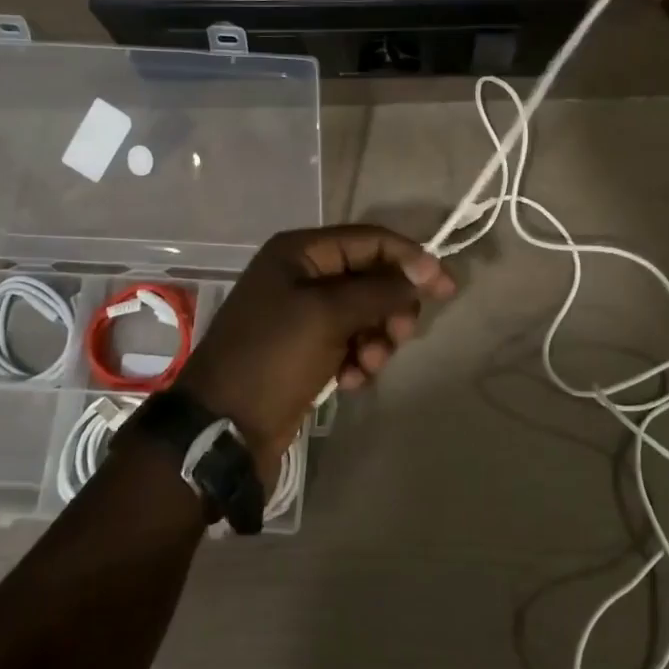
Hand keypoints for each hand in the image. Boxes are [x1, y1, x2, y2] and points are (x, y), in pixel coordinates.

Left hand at [180, 225, 455, 481]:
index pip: (370, 240)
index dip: (410, 258)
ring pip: (366, 314)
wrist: (223, 428)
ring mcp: (305, 315)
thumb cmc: (273, 357)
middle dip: (391, 307)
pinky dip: (359, 360)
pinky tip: (351, 381)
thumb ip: (380, 290)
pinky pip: (352, 343)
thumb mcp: (327, 314)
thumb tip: (423, 273)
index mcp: (300, 252)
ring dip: (377, 339)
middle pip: (371, 277)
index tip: (445, 287)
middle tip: (401, 334)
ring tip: (368, 366)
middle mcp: (303, 275)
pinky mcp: (308, 351)